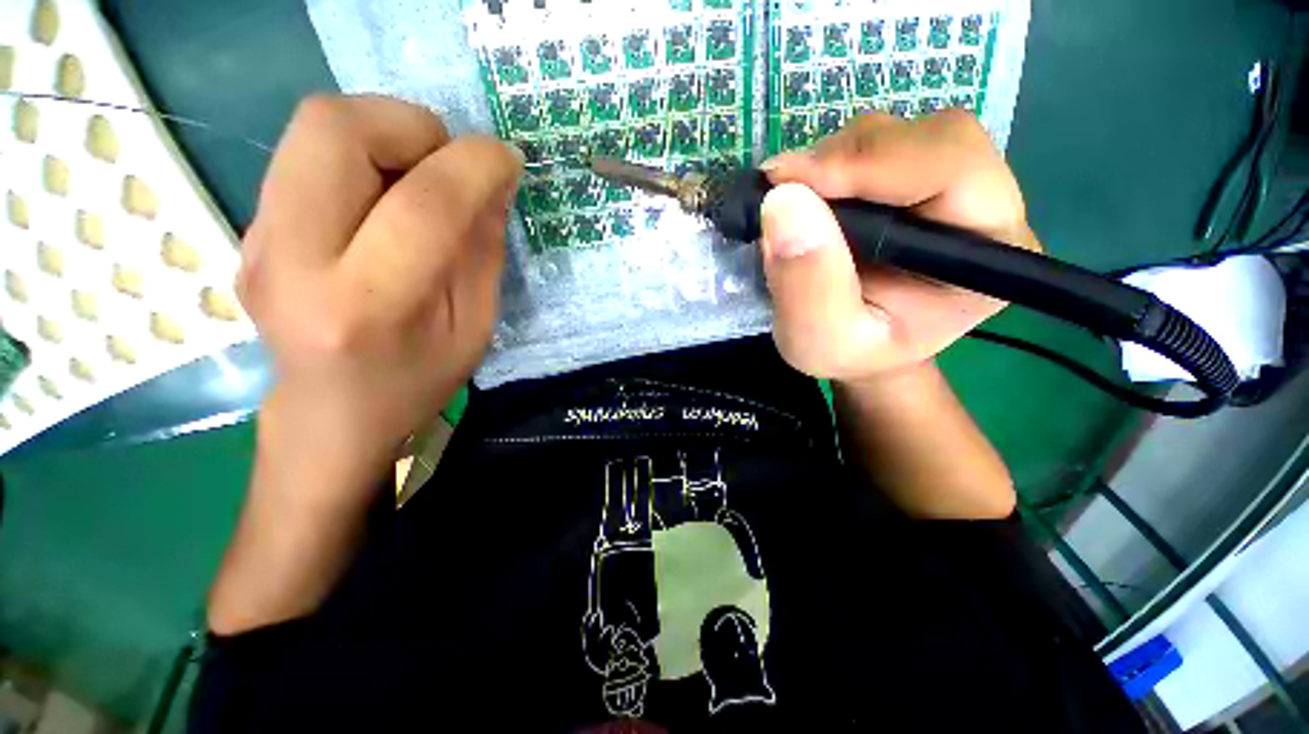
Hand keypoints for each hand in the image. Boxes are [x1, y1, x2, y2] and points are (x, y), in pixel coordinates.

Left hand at [238, 95, 521, 482]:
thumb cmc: (416, 380)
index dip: (475, 166)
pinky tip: (385, 197)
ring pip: (313, 125)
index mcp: (368, 306)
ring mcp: (257, 239)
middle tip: (449, 161)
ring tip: (420, 175)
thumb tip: (493, 181)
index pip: (423, 205)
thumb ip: (483, 250)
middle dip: (411, 124)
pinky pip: (306, 153)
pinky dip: (361, 153)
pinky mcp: (249, 227)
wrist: (331, 412)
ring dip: (385, 131)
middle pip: (334, 128)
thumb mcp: (475, 327)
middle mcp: (294, 261)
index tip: (507, 160)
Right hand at [759, 110, 1040, 381]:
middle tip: (780, 191)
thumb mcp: (821, 341)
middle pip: (926, 137)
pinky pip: (869, 147)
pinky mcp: (909, 180)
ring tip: (790, 203)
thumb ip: (808, 284)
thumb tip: (783, 201)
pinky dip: (825, 165)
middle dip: (845, 160)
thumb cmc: (850, 354)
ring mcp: (945, 184)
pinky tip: (803, 198)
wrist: (861, 350)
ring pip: (894, 135)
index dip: (870, 163)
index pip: (952, 167)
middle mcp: (981, 204)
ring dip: (830, 161)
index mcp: (989, 253)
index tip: (789, 183)